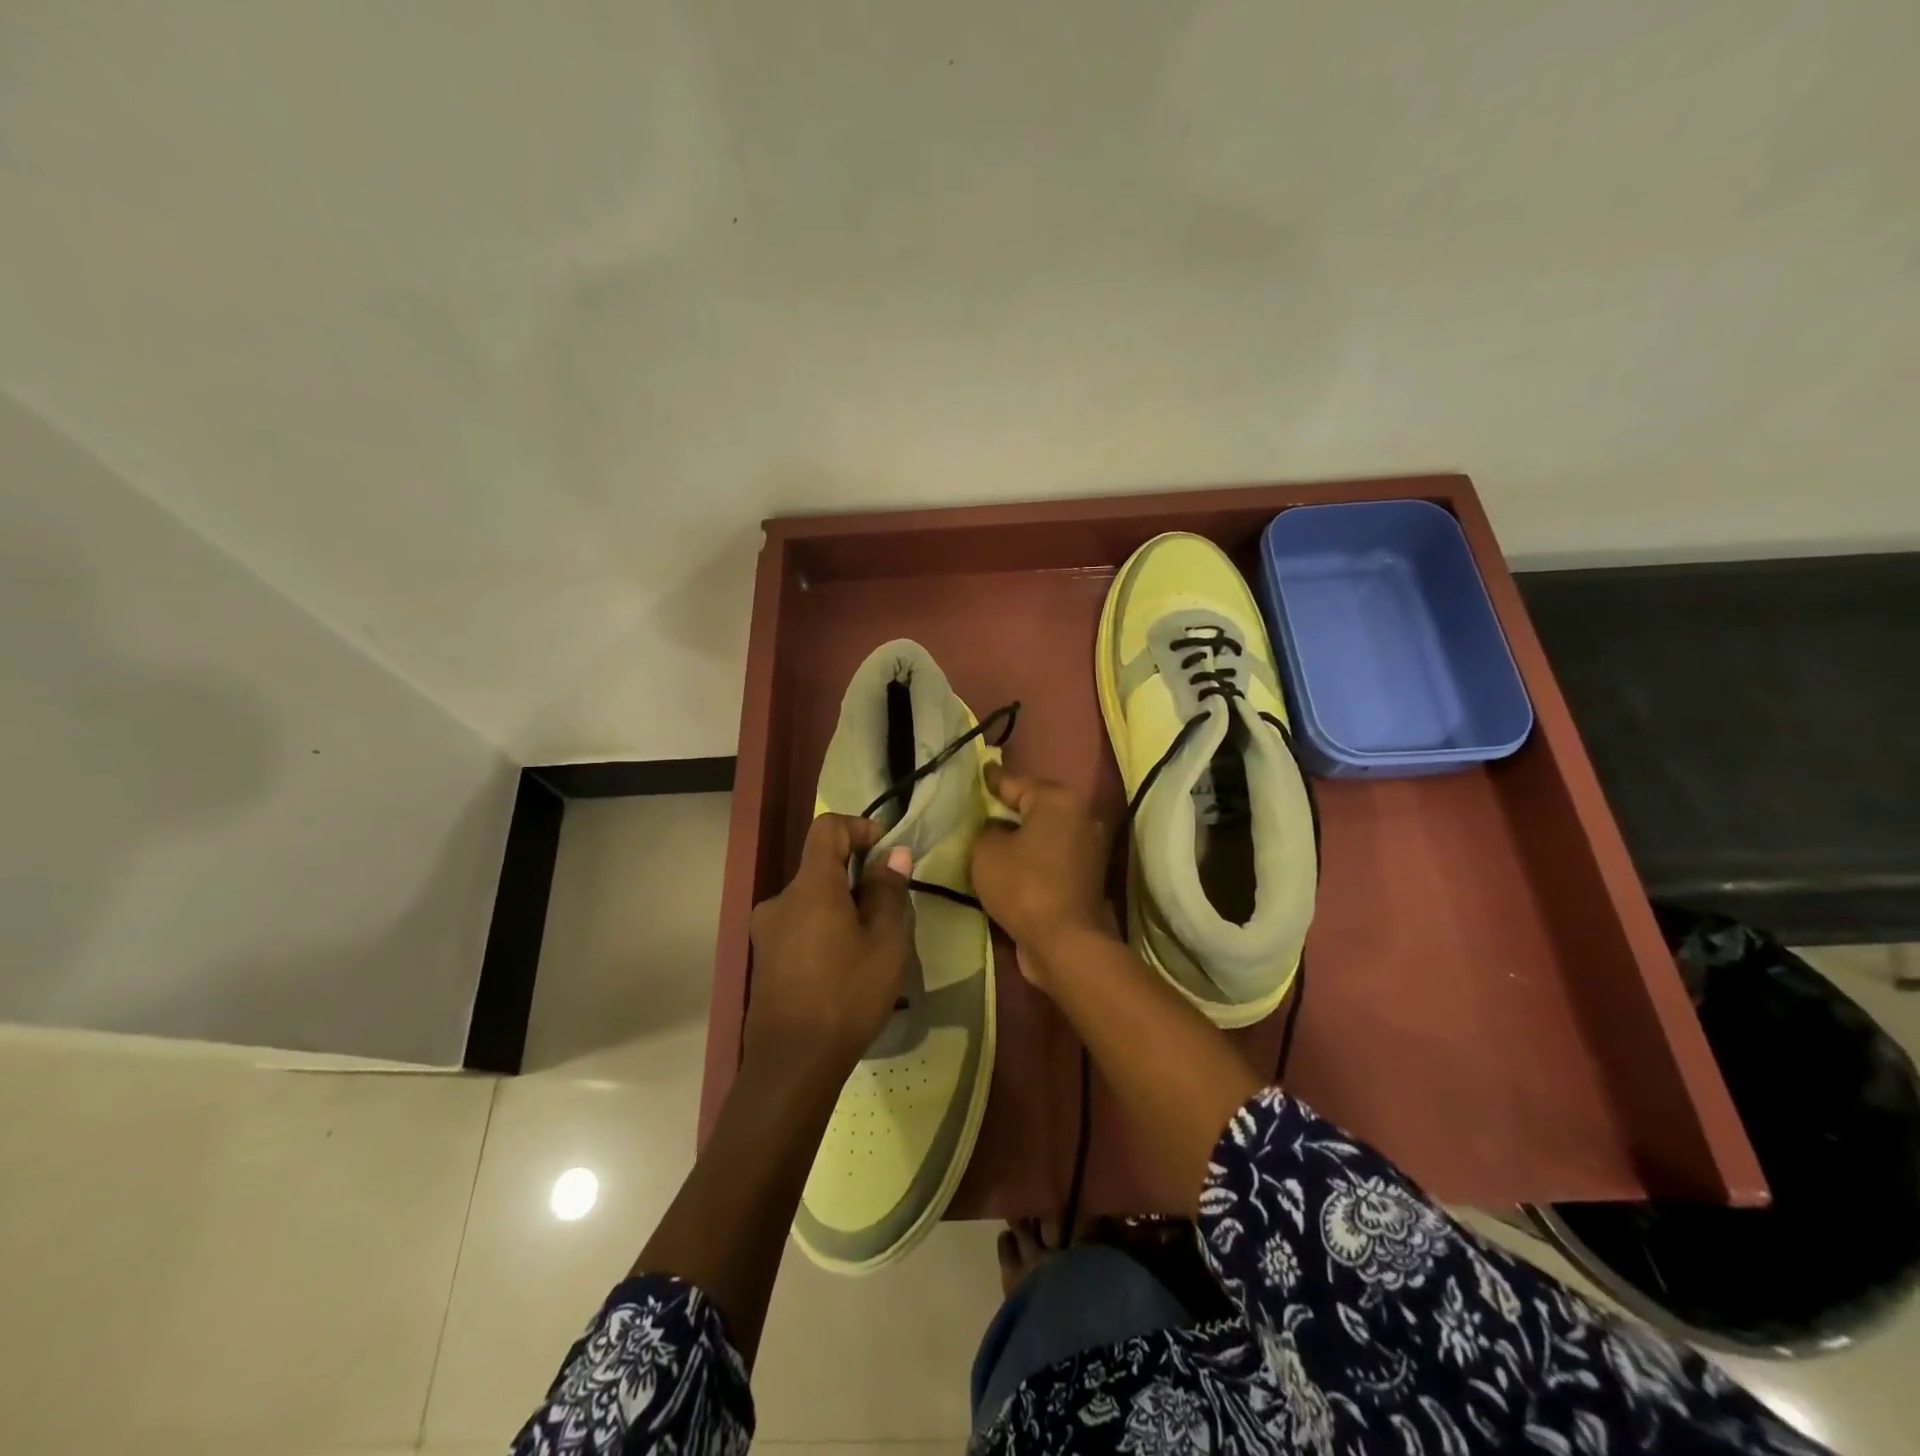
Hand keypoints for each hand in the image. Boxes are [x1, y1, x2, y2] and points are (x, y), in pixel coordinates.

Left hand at [744, 814, 913, 1085]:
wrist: (792, 1065)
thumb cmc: (847, 995)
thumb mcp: (886, 941)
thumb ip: (888, 890)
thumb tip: (893, 855)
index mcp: (810, 887)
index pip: (827, 828)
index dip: (859, 827)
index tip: (886, 850)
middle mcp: (780, 900)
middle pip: (821, 868)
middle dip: (857, 878)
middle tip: (889, 912)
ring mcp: (767, 932)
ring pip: (812, 901)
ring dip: (842, 909)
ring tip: (871, 948)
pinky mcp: (764, 960)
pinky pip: (800, 927)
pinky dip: (825, 931)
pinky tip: (844, 969)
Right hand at [970, 766, 1118, 991]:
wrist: (1064, 941)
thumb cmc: (1023, 885)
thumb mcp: (986, 852)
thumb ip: (987, 831)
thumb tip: (997, 831)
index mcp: (1058, 800)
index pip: (1016, 782)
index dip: (993, 780)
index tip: (982, 770)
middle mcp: (1081, 816)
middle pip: (1037, 805)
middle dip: (1011, 806)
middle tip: (984, 804)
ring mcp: (1089, 847)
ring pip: (1047, 831)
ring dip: (1024, 834)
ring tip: (995, 834)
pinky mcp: (1088, 876)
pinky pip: (1053, 856)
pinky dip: (1035, 856)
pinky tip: (1013, 861)